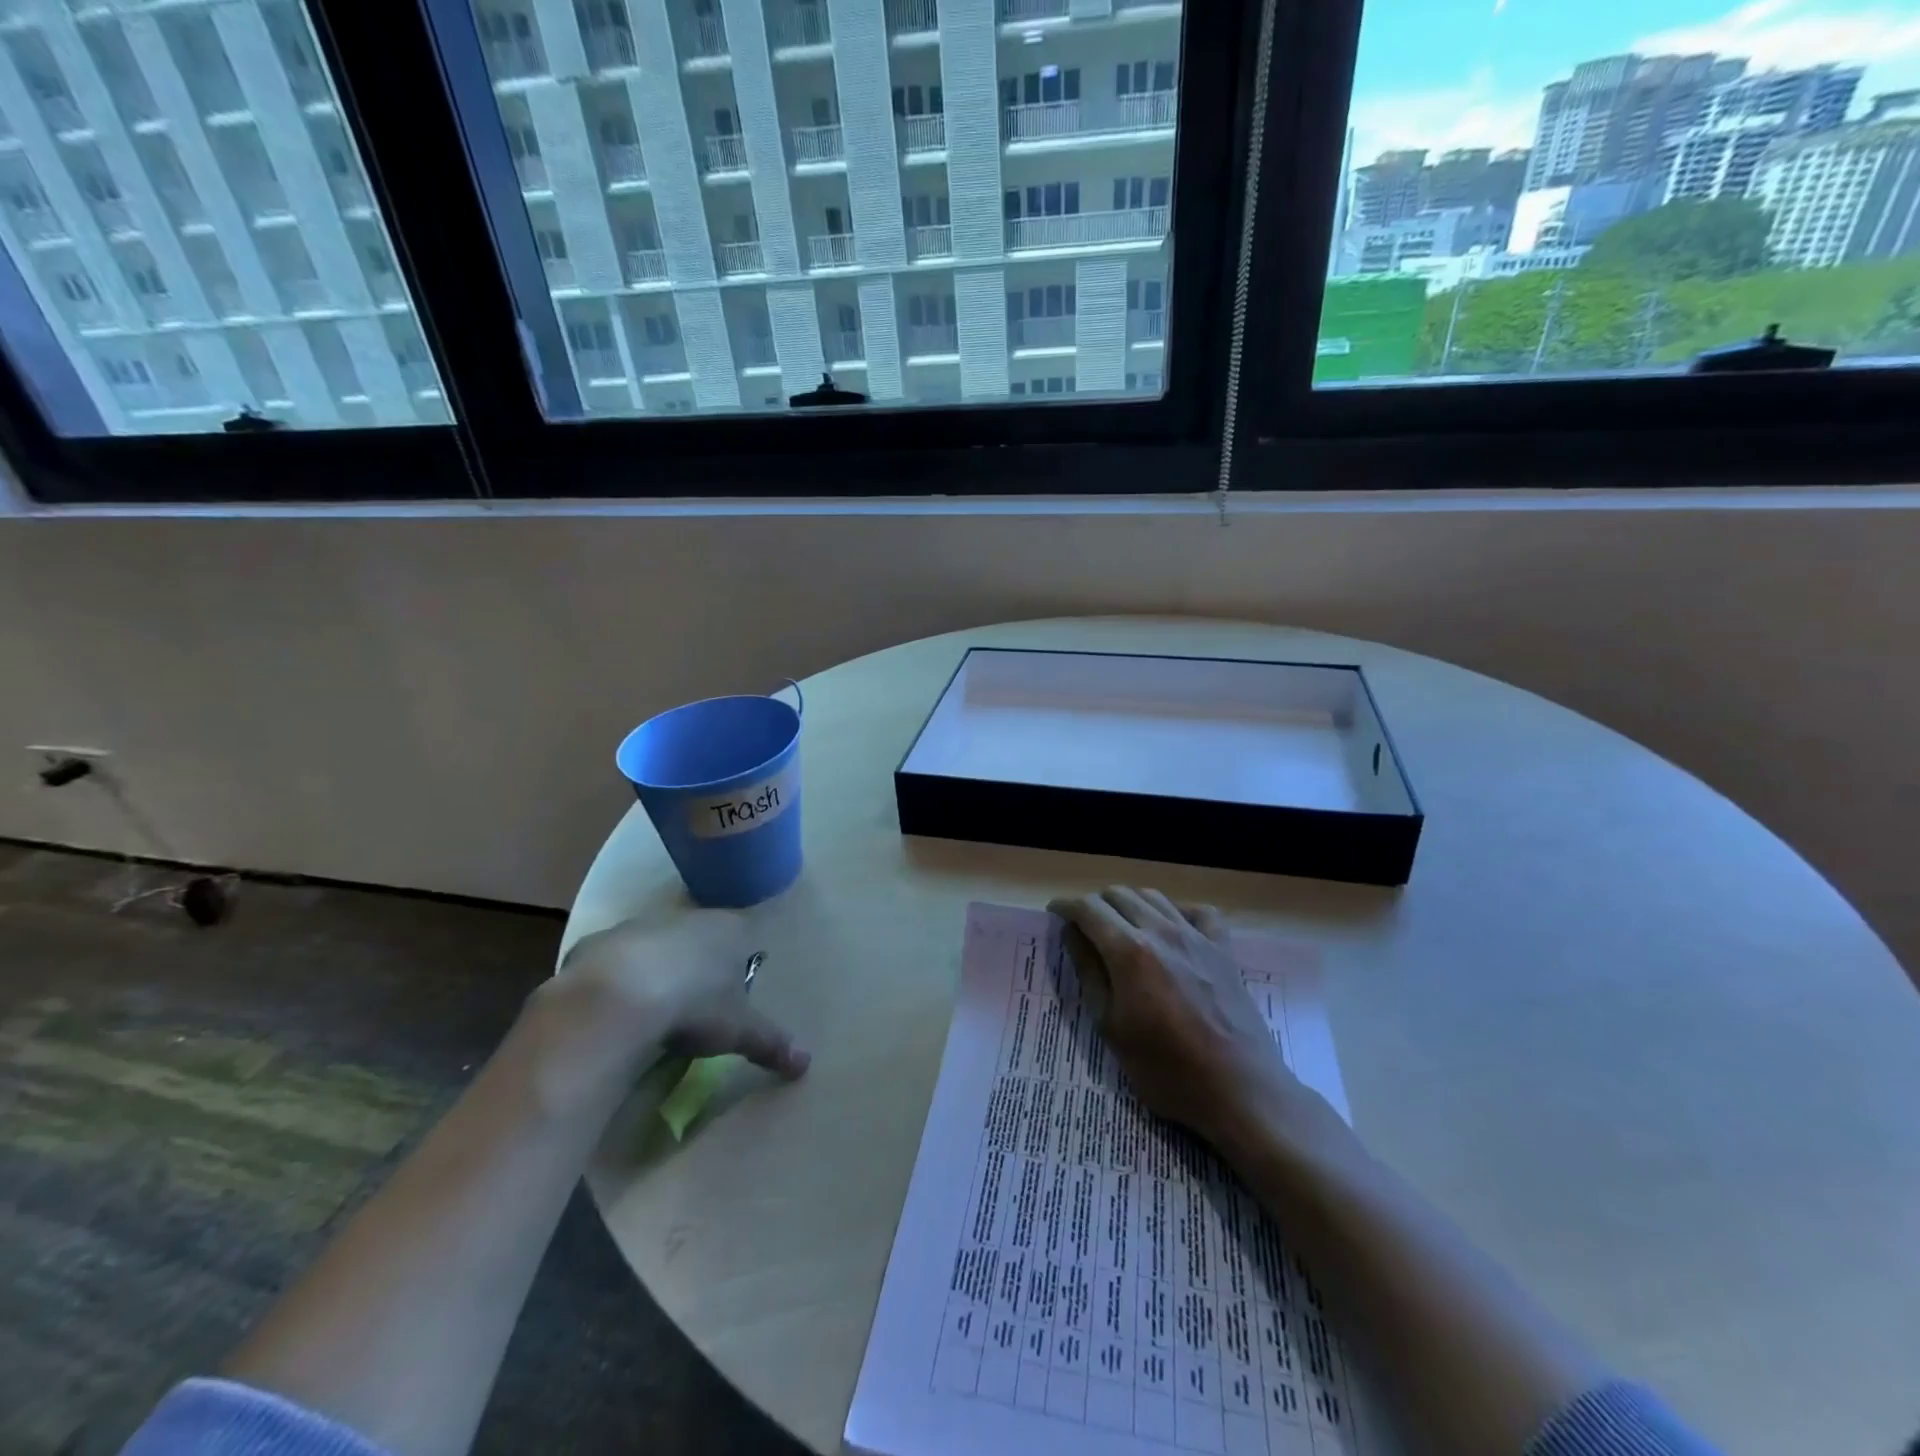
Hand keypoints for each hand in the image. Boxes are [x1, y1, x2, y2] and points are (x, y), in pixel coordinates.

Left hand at [532, 913, 809, 1114]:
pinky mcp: (598, 942)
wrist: (617, 997)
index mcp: (728, 929)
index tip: (733, 992)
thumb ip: (772, 1042)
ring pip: (656, 944)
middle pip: (699, 936)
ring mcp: (640, 925)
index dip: (738, 961)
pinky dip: (616, 979)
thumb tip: (805, 1063)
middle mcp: (687, 917)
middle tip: (696, 1002)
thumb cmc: (694, 1006)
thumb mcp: (739, 1031)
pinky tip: (614, 1009)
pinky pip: (614, 960)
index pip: (742, 935)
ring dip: (657, 968)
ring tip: (654, 1007)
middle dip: (698, 962)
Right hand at [1049, 887, 1305, 1152]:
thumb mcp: (1111, 1027)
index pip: (1088, 909)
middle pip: (1119, 895)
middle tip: (1084, 928)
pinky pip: (1198, 912)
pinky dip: (1177, 912)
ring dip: (1129, 904)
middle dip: (1095, 904)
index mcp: (1129, 951)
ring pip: (1154, 897)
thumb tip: (1072, 934)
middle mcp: (1162, 931)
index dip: (1066, 906)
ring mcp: (1197, 936)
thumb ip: (1089, 973)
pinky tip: (1171, 930)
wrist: (1239, 1090)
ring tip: (1120, 927)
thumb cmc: (1166, 1069)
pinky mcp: (1223, 949)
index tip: (1055, 913)